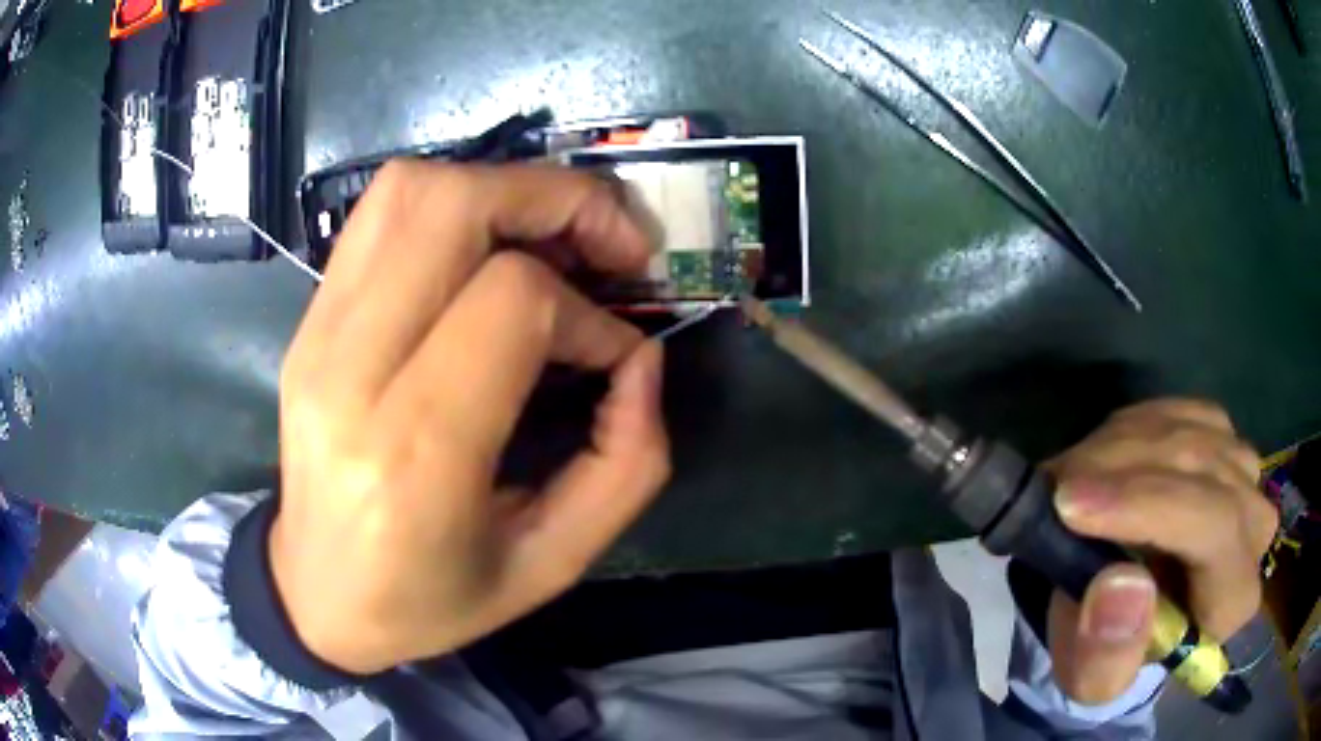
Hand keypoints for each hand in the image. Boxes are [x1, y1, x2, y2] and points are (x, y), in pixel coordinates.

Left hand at [271, 161, 670, 674]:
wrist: (314, 595)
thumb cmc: (428, 598)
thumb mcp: (548, 565)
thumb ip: (624, 467)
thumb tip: (641, 360)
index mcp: (412, 452)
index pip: (510, 302)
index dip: (586, 313)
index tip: (614, 353)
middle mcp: (349, 371)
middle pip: (452, 208)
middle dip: (555, 199)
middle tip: (610, 241)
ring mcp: (315, 333)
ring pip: (409, 191)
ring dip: (500, 188)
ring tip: (553, 234)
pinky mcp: (307, 321)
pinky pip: (378, 216)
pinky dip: (452, 204)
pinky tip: (488, 248)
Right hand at [1046, 399, 1275, 703]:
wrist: (1127, 613)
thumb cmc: (1112, 652)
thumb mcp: (1092, 681)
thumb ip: (1106, 656)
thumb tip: (1121, 586)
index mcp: (1234, 598)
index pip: (1215, 527)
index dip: (1149, 506)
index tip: (1071, 504)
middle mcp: (1255, 525)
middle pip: (1202, 467)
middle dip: (1121, 470)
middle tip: (1053, 489)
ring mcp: (1245, 470)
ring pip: (1187, 432)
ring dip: (1120, 448)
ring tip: (1068, 479)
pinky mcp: (1224, 436)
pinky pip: (1178, 413)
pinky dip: (1132, 429)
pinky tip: (1103, 460)